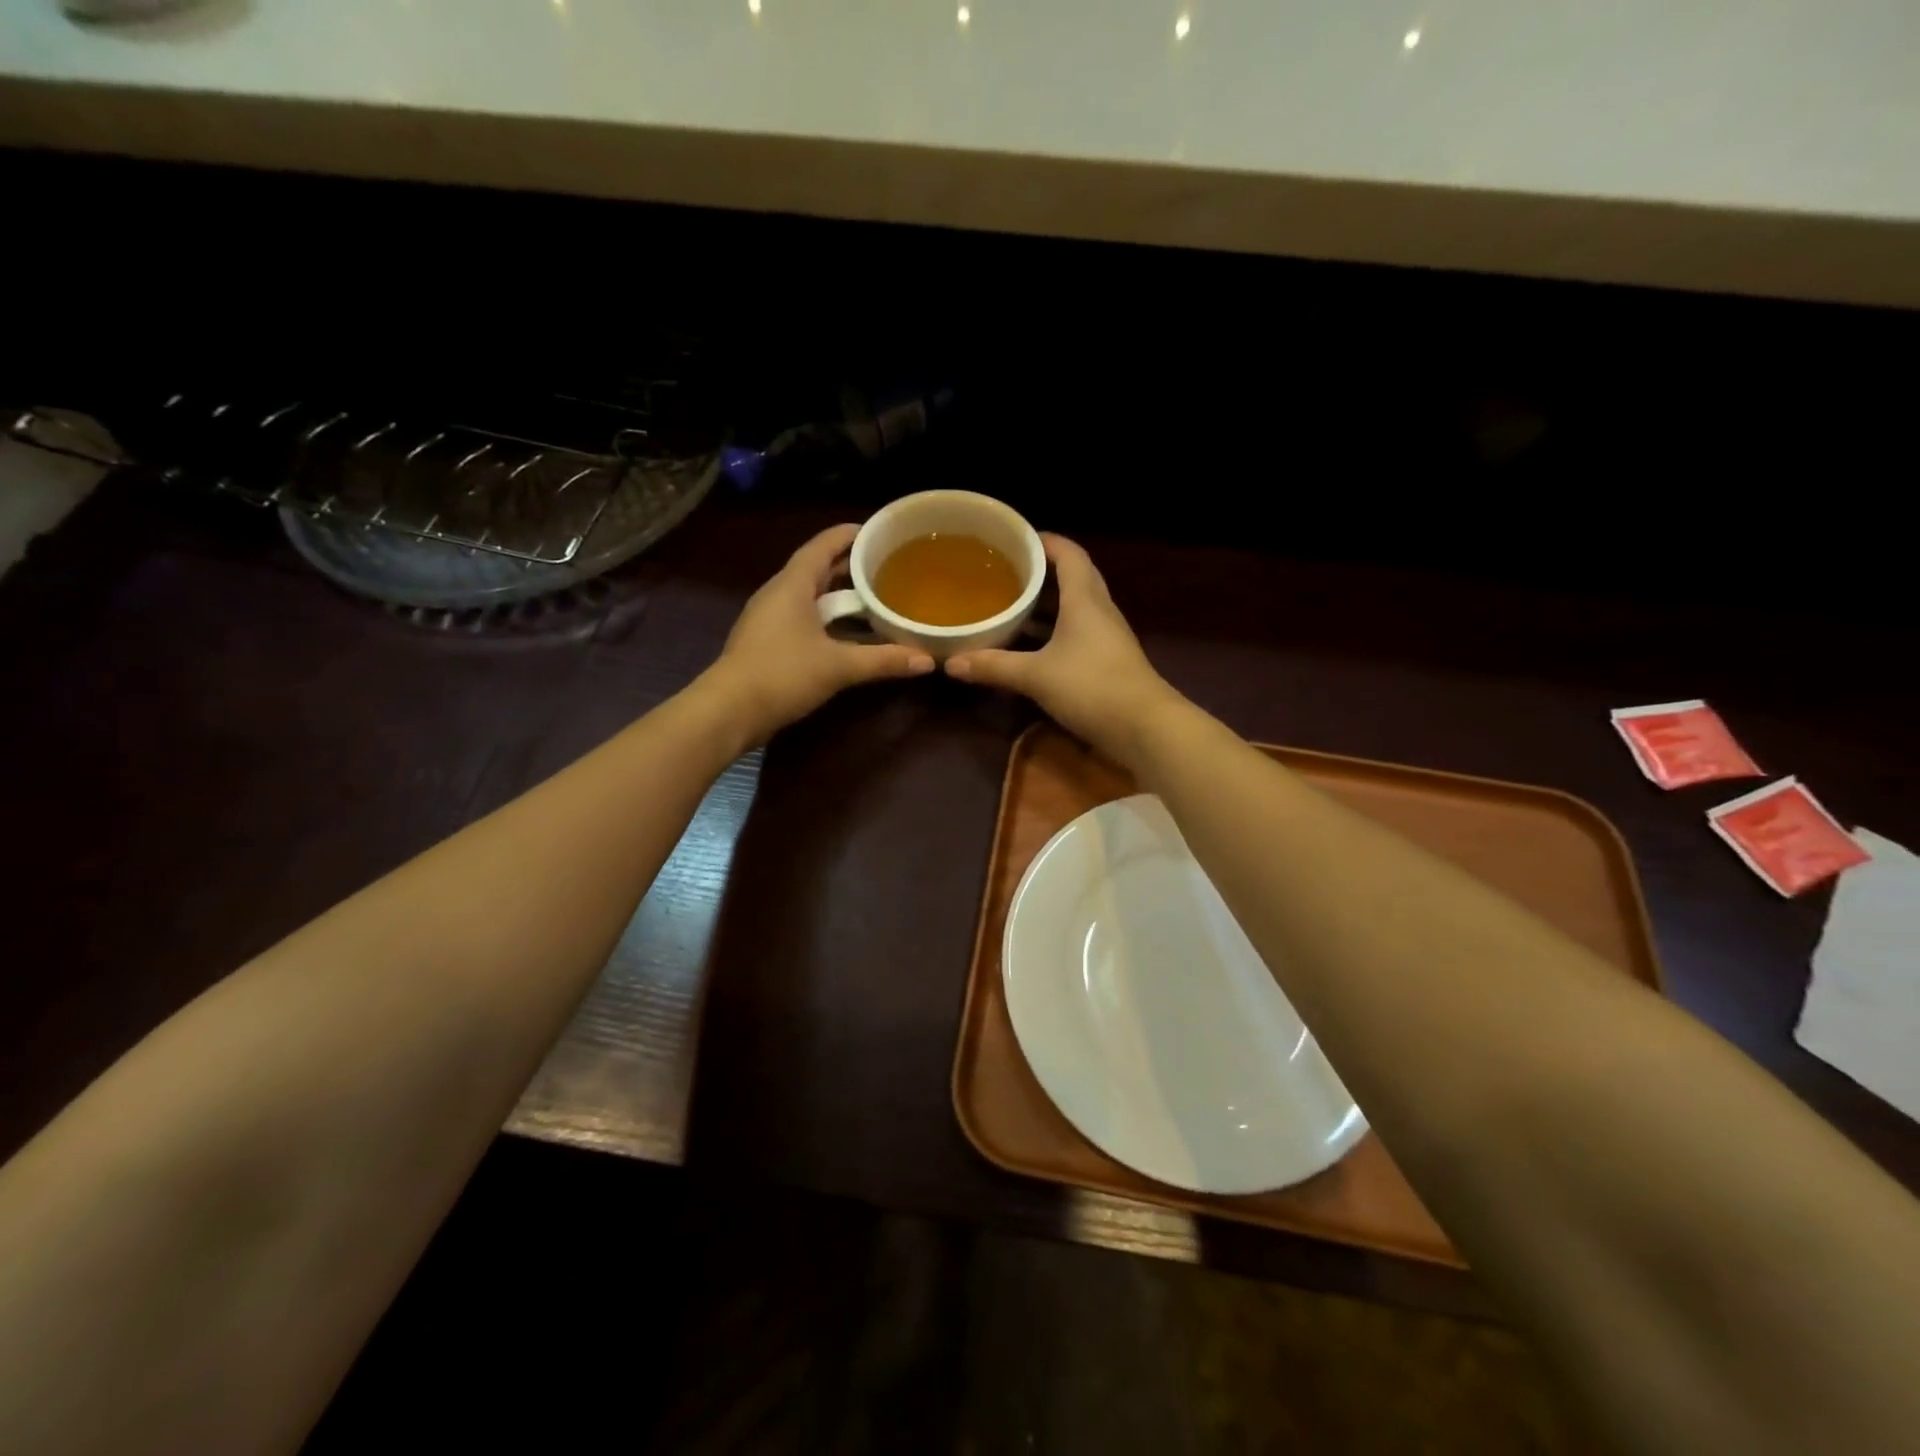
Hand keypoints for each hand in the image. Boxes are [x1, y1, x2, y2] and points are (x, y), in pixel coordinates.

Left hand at [703, 524, 934, 745]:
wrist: (729, 711)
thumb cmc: (782, 674)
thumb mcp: (838, 666)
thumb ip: (883, 660)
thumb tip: (927, 661)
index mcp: (792, 584)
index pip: (822, 545)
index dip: (849, 535)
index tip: (877, 532)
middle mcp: (778, 594)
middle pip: (816, 569)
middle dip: (849, 566)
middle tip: (885, 567)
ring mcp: (769, 618)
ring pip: (809, 595)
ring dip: (839, 595)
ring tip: (873, 598)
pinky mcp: (767, 642)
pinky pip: (803, 617)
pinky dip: (827, 618)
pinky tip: (848, 633)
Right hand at [945, 534, 1181, 767]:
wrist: (1145, 728)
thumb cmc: (1092, 687)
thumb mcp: (1036, 676)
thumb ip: (994, 666)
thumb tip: (951, 663)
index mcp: (1085, 599)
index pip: (1068, 554)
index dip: (1045, 541)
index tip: (1015, 540)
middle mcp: (1099, 610)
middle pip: (1073, 577)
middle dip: (1042, 572)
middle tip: (1007, 572)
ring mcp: (1107, 637)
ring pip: (1076, 608)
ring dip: (1048, 604)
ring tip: (1012, 605)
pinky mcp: (1108, 661)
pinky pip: (1078, 633)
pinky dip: (1054, 632)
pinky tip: (1031, 646)